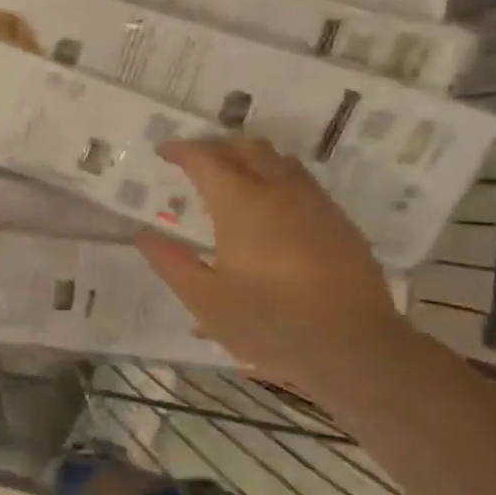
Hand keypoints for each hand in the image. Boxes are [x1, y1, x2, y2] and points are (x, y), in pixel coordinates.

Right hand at [136, 137, 407, 391]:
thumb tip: (142, 234)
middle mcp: (280, 192)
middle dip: (217, 146)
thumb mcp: (205, 300)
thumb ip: (171, 262)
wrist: (353, 347)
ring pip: (280, 160)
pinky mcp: (339, 222)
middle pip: (247, 147)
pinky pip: (303, 183)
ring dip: (250, 158)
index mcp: (241, 205)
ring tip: (231, 177)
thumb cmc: (269, 323)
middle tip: (194, 161)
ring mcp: (315, 204)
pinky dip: (277, 179)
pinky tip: (271, 208)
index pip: (206, 159)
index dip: (181, 150)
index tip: (162, 151)